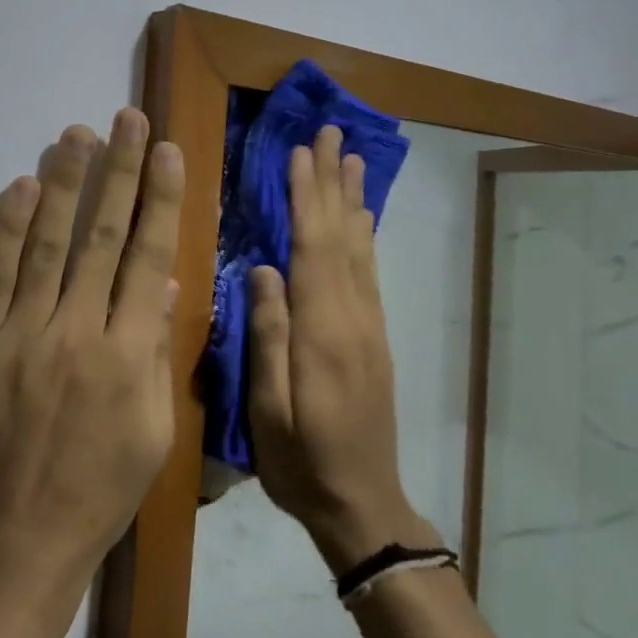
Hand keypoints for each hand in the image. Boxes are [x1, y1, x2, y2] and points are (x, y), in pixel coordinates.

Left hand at [0, 108, 184, 599]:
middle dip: (117, 172)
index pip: (148, 257)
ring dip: (63, 183)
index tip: (165, 151)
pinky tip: (20, 187)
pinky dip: (5, 229)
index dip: (158, 199)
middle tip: (125, 119)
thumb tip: (163, 286)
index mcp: (128, 357)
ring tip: (76, 134)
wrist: (5, 550)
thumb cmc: (92, 499)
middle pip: (101, 236)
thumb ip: (157, 355)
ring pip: (47, 244)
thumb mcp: (151, 437)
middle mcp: (77, 333)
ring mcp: (19, 336)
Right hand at [247, 125, 432, 572]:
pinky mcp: (374, 338)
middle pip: (342, 237)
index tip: (301, 152)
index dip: (307, 198)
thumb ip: (268, 336)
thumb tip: (262, 269)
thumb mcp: (269, 410)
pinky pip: (369, 272)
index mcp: (322, 332)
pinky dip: (365, 235)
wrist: (363, 505)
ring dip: (354, 199)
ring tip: (352, 158)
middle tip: (331, 132)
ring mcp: (369, 327)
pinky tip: (362, 218)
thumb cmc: (302, 463)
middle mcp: (353, 318)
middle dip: (333, 182)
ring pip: (360, 249)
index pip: (313, 250)